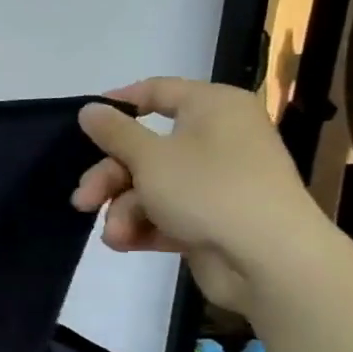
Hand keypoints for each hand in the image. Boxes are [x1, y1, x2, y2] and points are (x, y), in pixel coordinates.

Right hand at [70, 77, 326, 312]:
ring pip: (150, 185)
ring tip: (115, 233)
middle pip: (144, 148)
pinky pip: (166, 212)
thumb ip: (114, 132)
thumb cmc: (208, 191)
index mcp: (212, 108)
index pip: (157, 91)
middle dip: (109, 178)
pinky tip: (125, 242)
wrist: (269, 260)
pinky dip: (143, 225)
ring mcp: (215, 180)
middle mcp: (217, 138)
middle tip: (84, 201)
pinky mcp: (211, 217)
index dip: (117, 104)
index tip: (82, 123)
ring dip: (123, 209)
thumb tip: (90, 109)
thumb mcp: (149, 157)